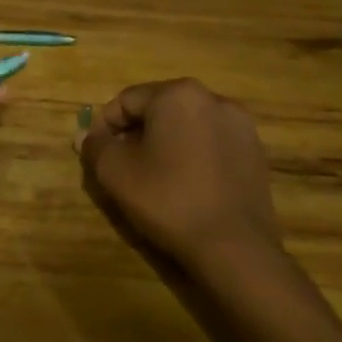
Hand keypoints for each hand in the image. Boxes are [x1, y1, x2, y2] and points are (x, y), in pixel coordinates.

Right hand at [75, 78, 283, 274]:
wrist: (235, 248)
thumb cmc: (169, 200)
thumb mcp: (116, 172)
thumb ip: (95, 146)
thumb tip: (86, 135)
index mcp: (179, 94)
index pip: (126, 100)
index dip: (104, 127)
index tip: (96, 155)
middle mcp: (214, 99)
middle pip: (159, 110)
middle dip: (135, 135)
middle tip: (121, 168)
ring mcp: (241, 126)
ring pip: (187, 127)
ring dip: (164, 145)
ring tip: (152, 179)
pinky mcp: (255, 153)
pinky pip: (211, 145)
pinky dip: (192, 158)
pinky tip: (185, 188)